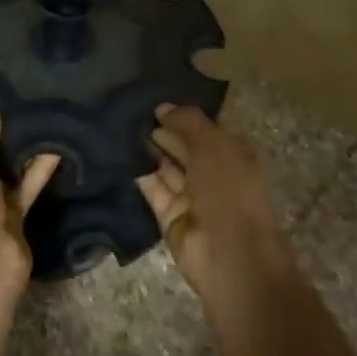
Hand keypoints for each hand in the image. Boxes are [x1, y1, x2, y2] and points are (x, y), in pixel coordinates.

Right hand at [138, 105, 294, 307]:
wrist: (228, 252)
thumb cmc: (228, 190)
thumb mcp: (213, 145)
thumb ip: (188, 122)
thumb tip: (163, 108)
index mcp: (235, 154)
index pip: (207, 129)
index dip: (184, 116)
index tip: (155, 103)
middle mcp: (215, 174)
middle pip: (185, 147)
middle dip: (164, 131)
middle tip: (132, 112)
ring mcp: (193, 197)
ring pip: (167, 168)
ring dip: (149, 150)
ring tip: (123, 127)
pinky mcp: (171, 216)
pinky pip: (154, 190)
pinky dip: (140, 173)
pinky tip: (121, 154)